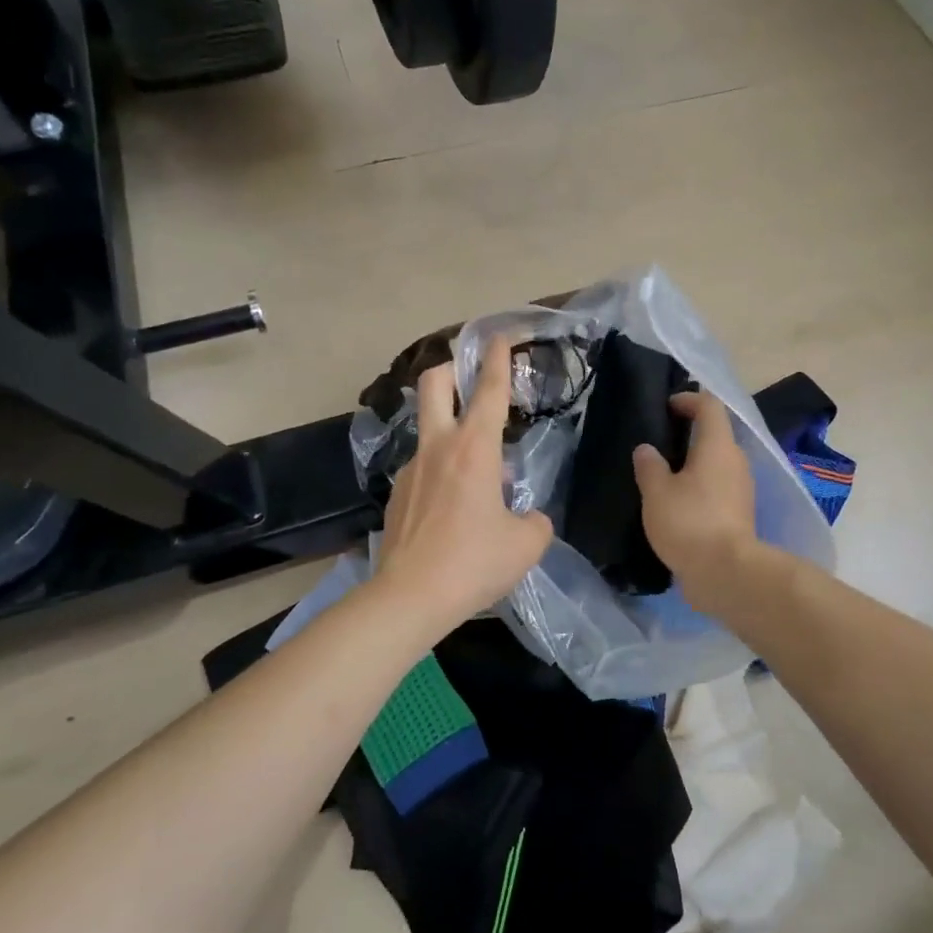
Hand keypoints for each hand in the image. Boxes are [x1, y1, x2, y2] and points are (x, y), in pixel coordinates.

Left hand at [375, 336, 554, 629]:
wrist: (410, 597)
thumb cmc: (474, 563)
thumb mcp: (527, 544)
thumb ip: (535, 521)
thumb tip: (527, 517)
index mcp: (474, 449)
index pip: (489, 390)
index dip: (498, 358)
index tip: (501, 335)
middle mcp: (438, 448)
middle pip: (434, 385)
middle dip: (451, 368)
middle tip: (469, 373)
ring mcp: (412, 470)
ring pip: (429, 431)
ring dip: (452, 433)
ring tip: (478, 475)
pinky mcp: (397, 495)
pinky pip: (424, 470)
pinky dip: (442, 473)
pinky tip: (454, 509)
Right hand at [633, 392, 758, 613]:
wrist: (726, 574)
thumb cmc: (689, 523)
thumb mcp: (657, 492)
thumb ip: (649, 466)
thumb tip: (647, 450)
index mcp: (718, 446)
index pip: (709, 406)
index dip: (688, 399)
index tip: (666, 406)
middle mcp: (735, 462)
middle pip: (716, 435)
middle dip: (689, 434)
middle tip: (658, 443)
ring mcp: (741, 489)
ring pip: (717, 464)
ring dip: (694, 464)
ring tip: (663, 475)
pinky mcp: (739, 514)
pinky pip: (717, 488)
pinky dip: (699, 488)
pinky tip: (676, 504)